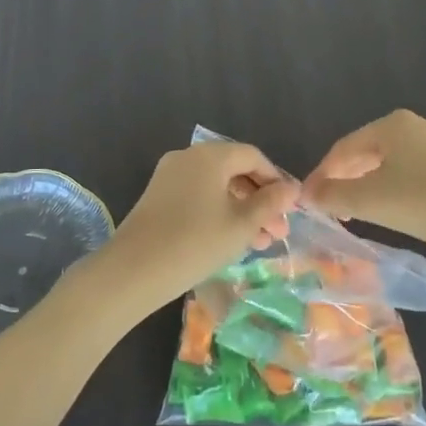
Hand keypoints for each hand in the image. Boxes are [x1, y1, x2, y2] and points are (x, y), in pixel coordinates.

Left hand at [85, 141, 298, 313]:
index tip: (291, 209)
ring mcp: (169, 176)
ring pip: (216, 186)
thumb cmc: (196, 242)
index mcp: (210, 155)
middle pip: (234, 170)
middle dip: (260, 200)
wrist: (133, 270)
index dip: (276, 180)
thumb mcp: (241, 225)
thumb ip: (269, 203)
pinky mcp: (157, 197)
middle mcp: (187, 157)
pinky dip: (218, 212)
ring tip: (259, 244)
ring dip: (241, 210)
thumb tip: (292, 188)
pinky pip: (197, 196)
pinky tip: (230, 241)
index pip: (253, 157)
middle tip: (278, 232)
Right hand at [301, 110, 425, 257]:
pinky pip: (405, 172)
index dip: (321, 174)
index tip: (307, 201)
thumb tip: (305, 195)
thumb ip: (333, 196)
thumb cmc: (425, 203)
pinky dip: (387, 189)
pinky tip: (386, 209)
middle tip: (327, 208)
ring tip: (351, 213)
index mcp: (391, 125)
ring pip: (384, 164)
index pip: (342, 148)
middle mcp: (412, 126)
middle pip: (363, 153)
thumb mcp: (371, 201)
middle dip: (342, 180)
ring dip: (363, 187)